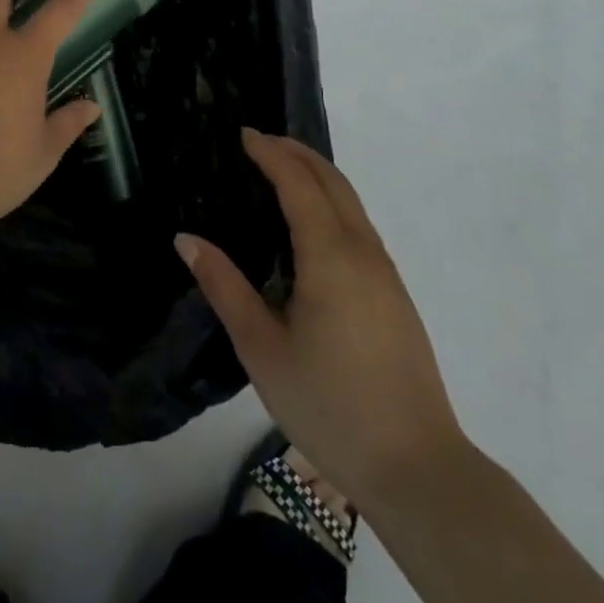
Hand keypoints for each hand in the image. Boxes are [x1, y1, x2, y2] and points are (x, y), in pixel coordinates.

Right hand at [176, 129, 469, 512]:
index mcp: (330, 257)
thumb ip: (224, 287)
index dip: (271, 154)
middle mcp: (363, 253)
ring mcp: (386, 274)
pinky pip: (360, 227)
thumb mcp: (261, 348)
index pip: (299, 185)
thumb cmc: (329, 404)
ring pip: (352, 204)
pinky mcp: (396, 296)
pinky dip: (333, 202)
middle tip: (261, 140)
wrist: (417, 468)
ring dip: (318, 176)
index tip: (244, 134)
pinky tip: (312, 224)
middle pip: (334, 183)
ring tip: (282, 170)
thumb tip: (186, 238)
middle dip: (298, 153)